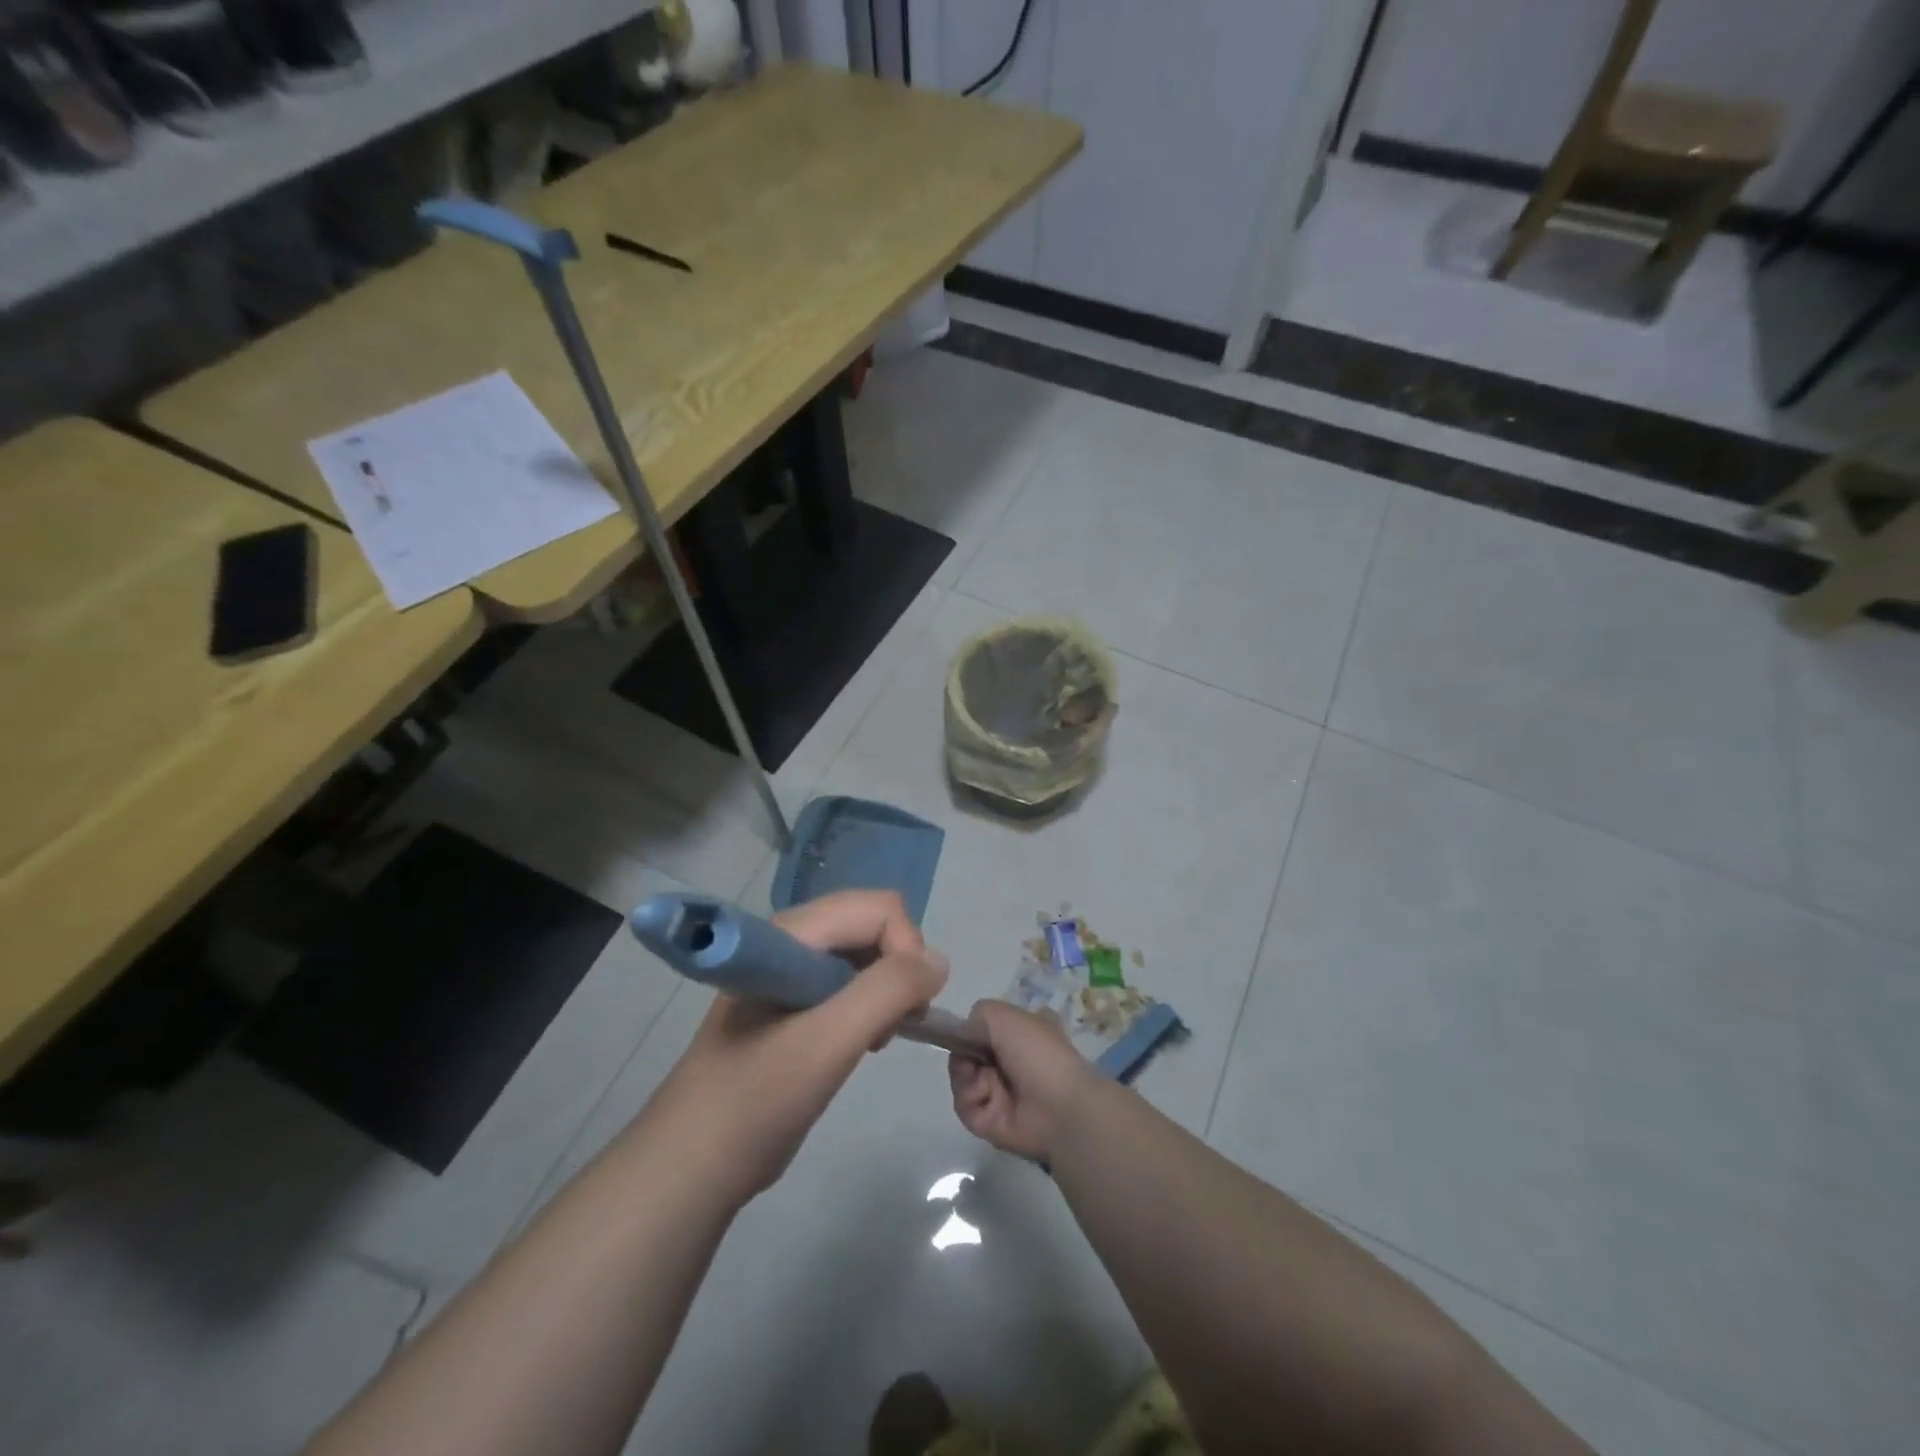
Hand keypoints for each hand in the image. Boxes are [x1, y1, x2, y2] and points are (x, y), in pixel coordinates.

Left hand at [646, 890, 947, 1206]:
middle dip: (898, 968)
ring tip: (876, 1039)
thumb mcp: (829, 1043)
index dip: (906, 949)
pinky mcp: (793, 999)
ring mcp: (790, 968)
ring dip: (886, 989)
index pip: (877, 908)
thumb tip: (939, 962)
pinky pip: (849, 980)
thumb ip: (888, 991)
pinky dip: (869, 1005)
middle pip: (872, 923)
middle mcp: (791, 937)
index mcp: (791, 933)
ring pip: (865, 952)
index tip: (910, 1009)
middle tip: (893, 1026)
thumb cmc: (757, 1099)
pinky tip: (861, 1042)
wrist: (692, 1166)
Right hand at [948, 1001, 1100, 1161]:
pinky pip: (964, 1105)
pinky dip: (970, 1098)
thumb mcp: (1004, 1016)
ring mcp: (998, 1091)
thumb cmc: (1037, 1052)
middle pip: (964, 1053)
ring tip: (985, 1081)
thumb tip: (961, 1031)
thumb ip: (976, 1015)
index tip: (959, 1031)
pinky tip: (986, 1096)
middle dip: (962, 1054)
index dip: (967, 1030)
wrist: (1060, 1106)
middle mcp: (1007, 1061)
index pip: (981, 1028)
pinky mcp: (989, 1120)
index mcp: (1018, 1033)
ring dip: (965, 1077)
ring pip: (960, 1079)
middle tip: (971, 1058)